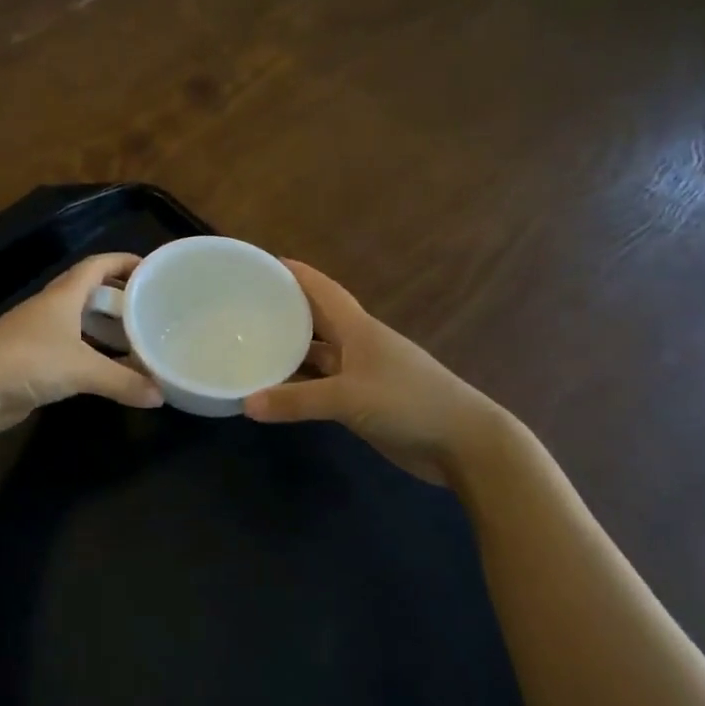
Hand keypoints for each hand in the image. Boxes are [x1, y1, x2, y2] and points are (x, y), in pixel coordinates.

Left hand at [0, 252, 163, 438]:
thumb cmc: (27, 362)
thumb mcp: (81, 369)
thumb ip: (123, 381)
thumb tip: (161, 396)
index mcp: (62, 296)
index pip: (97, 265)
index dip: (123, 262)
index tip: (152, 269)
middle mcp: (51, 309)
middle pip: (89, 293)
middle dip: (119, 297)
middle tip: (150, 310)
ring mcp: (39, 336)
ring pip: (80, 324)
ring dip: (106, 329)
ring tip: (138, 341)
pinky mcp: (32, 362)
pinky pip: (71, 351)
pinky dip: (92, 356)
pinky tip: (109, 371)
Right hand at [244, 261, 507, 487]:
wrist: (463, 442)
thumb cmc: (408, 401)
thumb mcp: (348, 398)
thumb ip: (296, 400)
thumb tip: (245, 404)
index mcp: (357, 328)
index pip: (320, 289)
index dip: (293, 273)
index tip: (260, 263)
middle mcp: (356, 344)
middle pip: (314, 319)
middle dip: (283, 310)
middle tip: (241, 307)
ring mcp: (360, 374)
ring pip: (316, 355)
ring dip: (288, 351)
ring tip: (248, 347)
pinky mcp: (362, 401)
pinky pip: (321, 385)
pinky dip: (298, 386)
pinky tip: (273, 391)